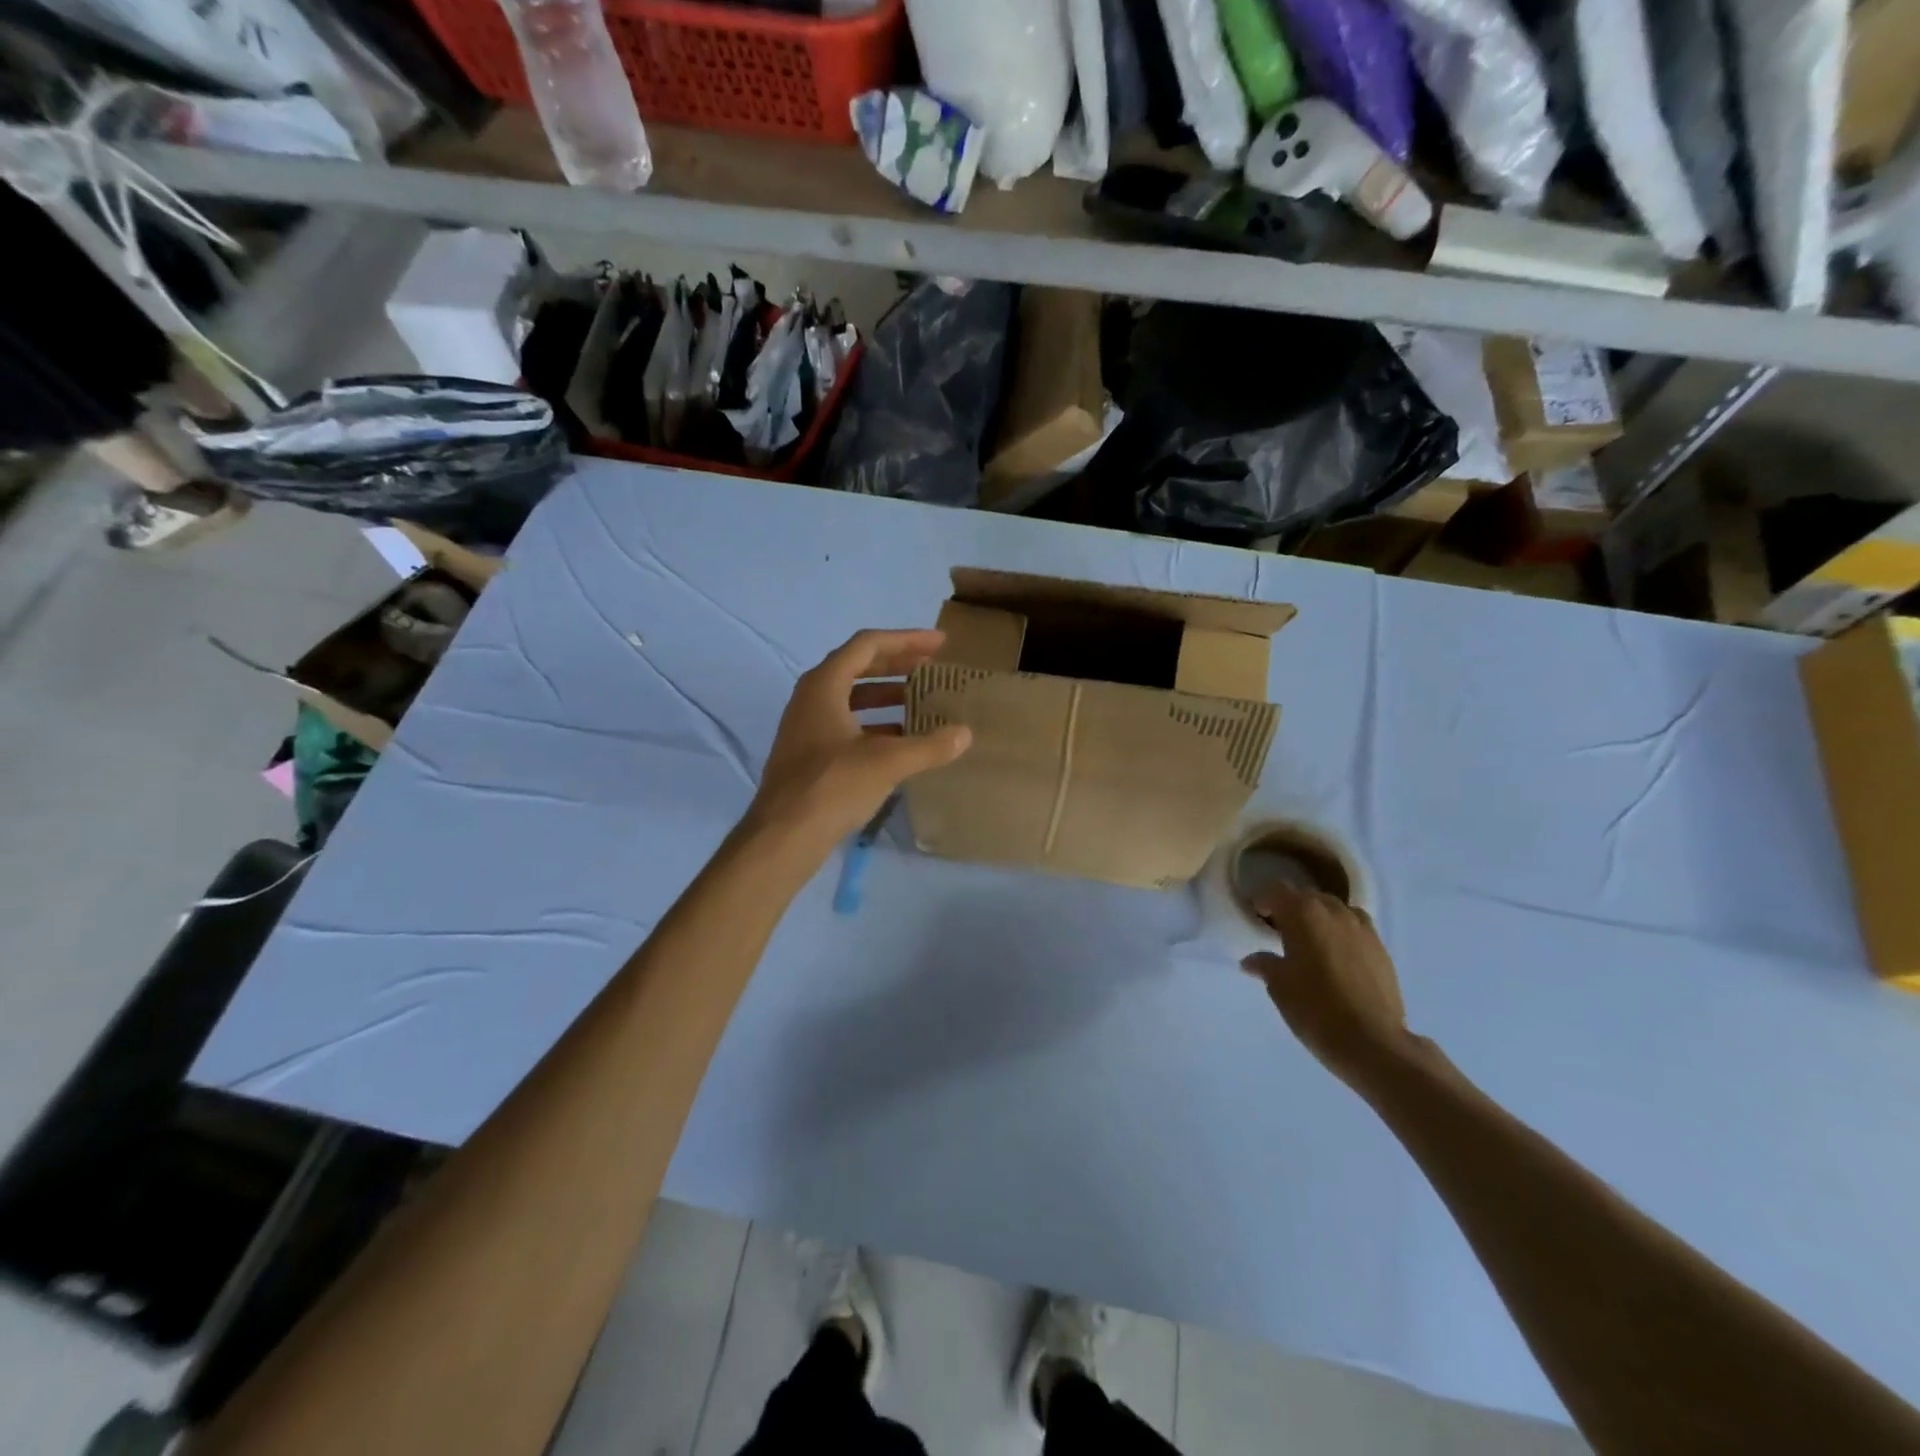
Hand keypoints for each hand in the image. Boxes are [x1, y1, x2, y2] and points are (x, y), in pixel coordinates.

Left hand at [745, 629, 971, 858]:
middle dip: (898, 665)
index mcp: (824, 685)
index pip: (868, 645)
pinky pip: (847, 724)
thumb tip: (965, 734)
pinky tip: (902, 740)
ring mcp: (807, 726)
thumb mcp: (888, 762)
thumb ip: (929, 745)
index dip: (907, 640)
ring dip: (887, 696)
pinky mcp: (809, 753)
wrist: (783, 836)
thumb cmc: (833, 786)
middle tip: (933, 667)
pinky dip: (876, 724)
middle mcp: (811, 697)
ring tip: (922, 701)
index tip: (940, 644)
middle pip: (858, 666)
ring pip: (852, 697)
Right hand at [1242, 887, 1410, 1087]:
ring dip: (1319, 917)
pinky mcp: (1381, 948)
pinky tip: (1337, 957)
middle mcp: (1334, 911)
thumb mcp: (1279, 987)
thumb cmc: (1315, 1008)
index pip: (1276, 890)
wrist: (1372, 1042)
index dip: (1263, 899)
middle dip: (1291, 908)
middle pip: (1307, 896)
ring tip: (1311, 942)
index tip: (1256, 915)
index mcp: (1303, 913)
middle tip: (1280, 931)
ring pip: (1335, 909)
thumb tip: (1252, 960)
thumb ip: (1265, 965)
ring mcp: (1362, 928)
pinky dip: (1342, 933)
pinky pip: (1356, 927)